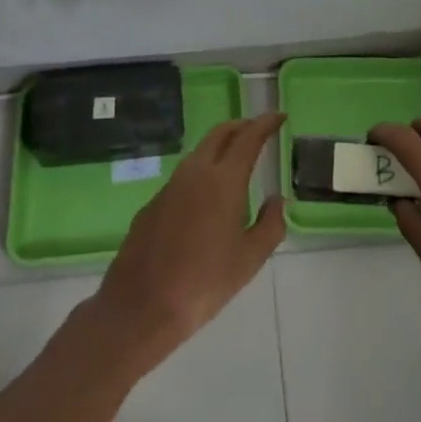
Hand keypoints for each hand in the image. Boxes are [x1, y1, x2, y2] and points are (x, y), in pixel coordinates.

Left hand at [88, 113, 286, 372]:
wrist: (141, 305)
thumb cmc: (204, 283)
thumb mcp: (249, 260)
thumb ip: (270, 225)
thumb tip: (277, 201)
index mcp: (224, 180)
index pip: (248, 138)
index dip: (265, 123)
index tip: (278, 116)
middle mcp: (196, 172)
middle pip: (220, 134)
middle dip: (241, 126)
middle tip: (258, 130)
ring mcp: (171, 185)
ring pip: (199, 152)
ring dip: (220, 147)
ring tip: (235, 160)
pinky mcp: (153, 202)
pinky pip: (184, 175)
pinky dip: (201, 171)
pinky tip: (206, 198)